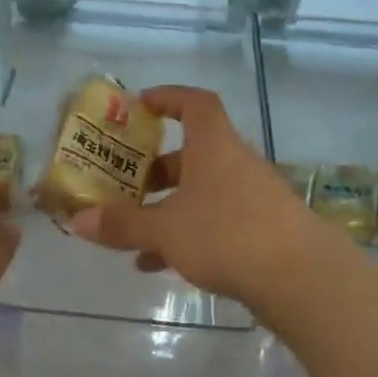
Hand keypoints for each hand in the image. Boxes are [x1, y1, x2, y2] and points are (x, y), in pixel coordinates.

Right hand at [68, 86, 333, 309]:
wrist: (300, 277)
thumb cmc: (227, 235)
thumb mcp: (165, 230)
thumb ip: (122, 224)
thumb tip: (77, 220)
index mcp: (214, 147)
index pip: (194, 104)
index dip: (168, 98)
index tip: (140, 106)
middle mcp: (235, 165)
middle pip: (192, 155)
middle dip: (155, 170)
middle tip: (124, 184)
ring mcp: (251, 198)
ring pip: (200, 194)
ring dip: (166, 209)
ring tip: (131, 233)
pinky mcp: (260, 231)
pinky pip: (213, 223)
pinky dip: (185, 235)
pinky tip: (156, 264)